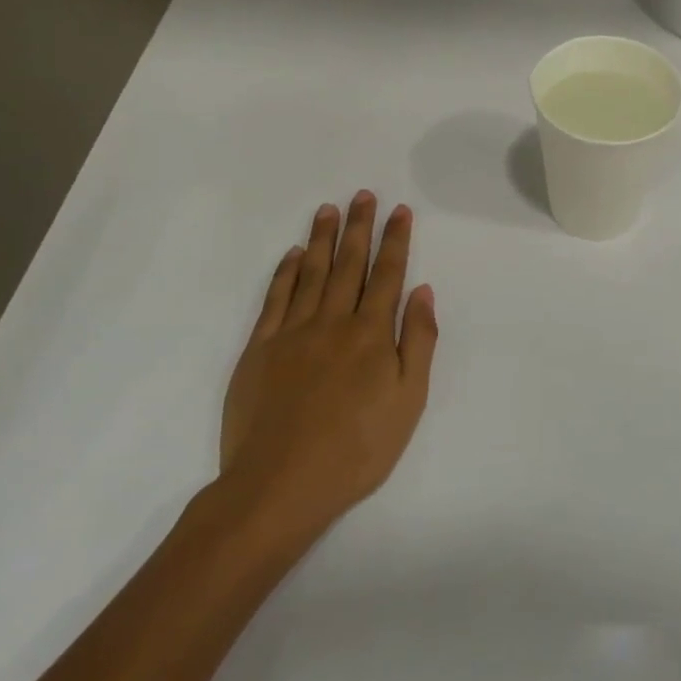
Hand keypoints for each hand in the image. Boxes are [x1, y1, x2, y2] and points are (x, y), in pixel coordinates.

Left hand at [216, 193, 436, 540]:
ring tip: (328, 210)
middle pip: (349, 264)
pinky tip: (292, 254)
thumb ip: (418, 341)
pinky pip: (274, 299)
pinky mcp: (259, 349)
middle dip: (359, 227)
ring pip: (310, 273)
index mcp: (371, 333)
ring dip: (321, 239)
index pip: (387, 274)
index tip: (400, 210)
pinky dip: (284, 272)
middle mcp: (333, 321)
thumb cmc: (356, 449)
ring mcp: (292, 332)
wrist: (279, 485)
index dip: (395, 240)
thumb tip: (421, 291)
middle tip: (362, 195)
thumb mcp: (408, 401)